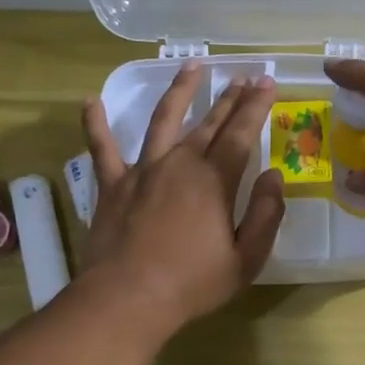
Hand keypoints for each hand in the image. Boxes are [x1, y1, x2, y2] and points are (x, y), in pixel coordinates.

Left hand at [81, 64, 284, 330]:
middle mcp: (180, 164)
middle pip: (209, 122)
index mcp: (214, 181)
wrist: (127, 299)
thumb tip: (274, 176)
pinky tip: (90, 101)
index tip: (267, 81)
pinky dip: (96, 123)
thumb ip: (265, 214)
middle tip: (243, 75)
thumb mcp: (246, 258)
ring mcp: (143, 170)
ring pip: (163, 120)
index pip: (242, 133)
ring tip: (192, 65)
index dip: (257, 106)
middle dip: (229, 97)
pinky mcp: (112, 185)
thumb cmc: (193, 283)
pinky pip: (102, 148)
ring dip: (179, 91)